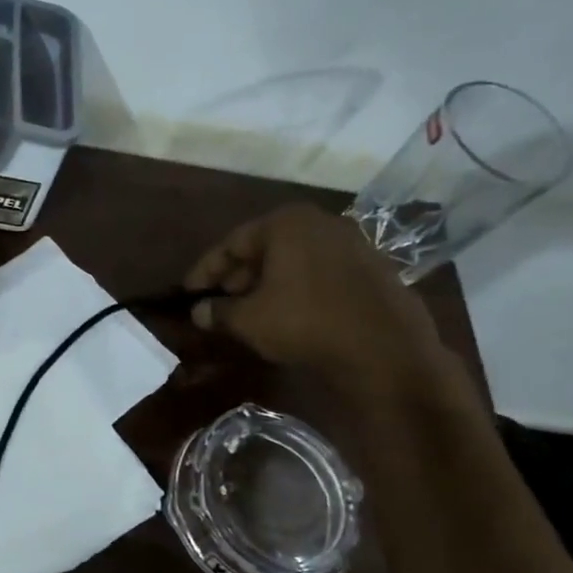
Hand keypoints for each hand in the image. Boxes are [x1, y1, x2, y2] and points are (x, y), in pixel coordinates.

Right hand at [183, 203, 454, 393]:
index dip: (204, 271)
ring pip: (293, 260)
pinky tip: (287, 314)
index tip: (187, 293)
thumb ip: (218, 312)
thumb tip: (198, 313)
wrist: (385, 349)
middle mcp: (320, 223)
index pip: (232, 243)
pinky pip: (319, 273)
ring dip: (266, 284)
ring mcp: (351, 243)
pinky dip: (296, 288)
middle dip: (237, 276)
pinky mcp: (371, 268)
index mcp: (286, 223)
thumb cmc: (306, 323)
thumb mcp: (249, 320)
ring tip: (249, 312)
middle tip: (217, 303)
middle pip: (264, 248)